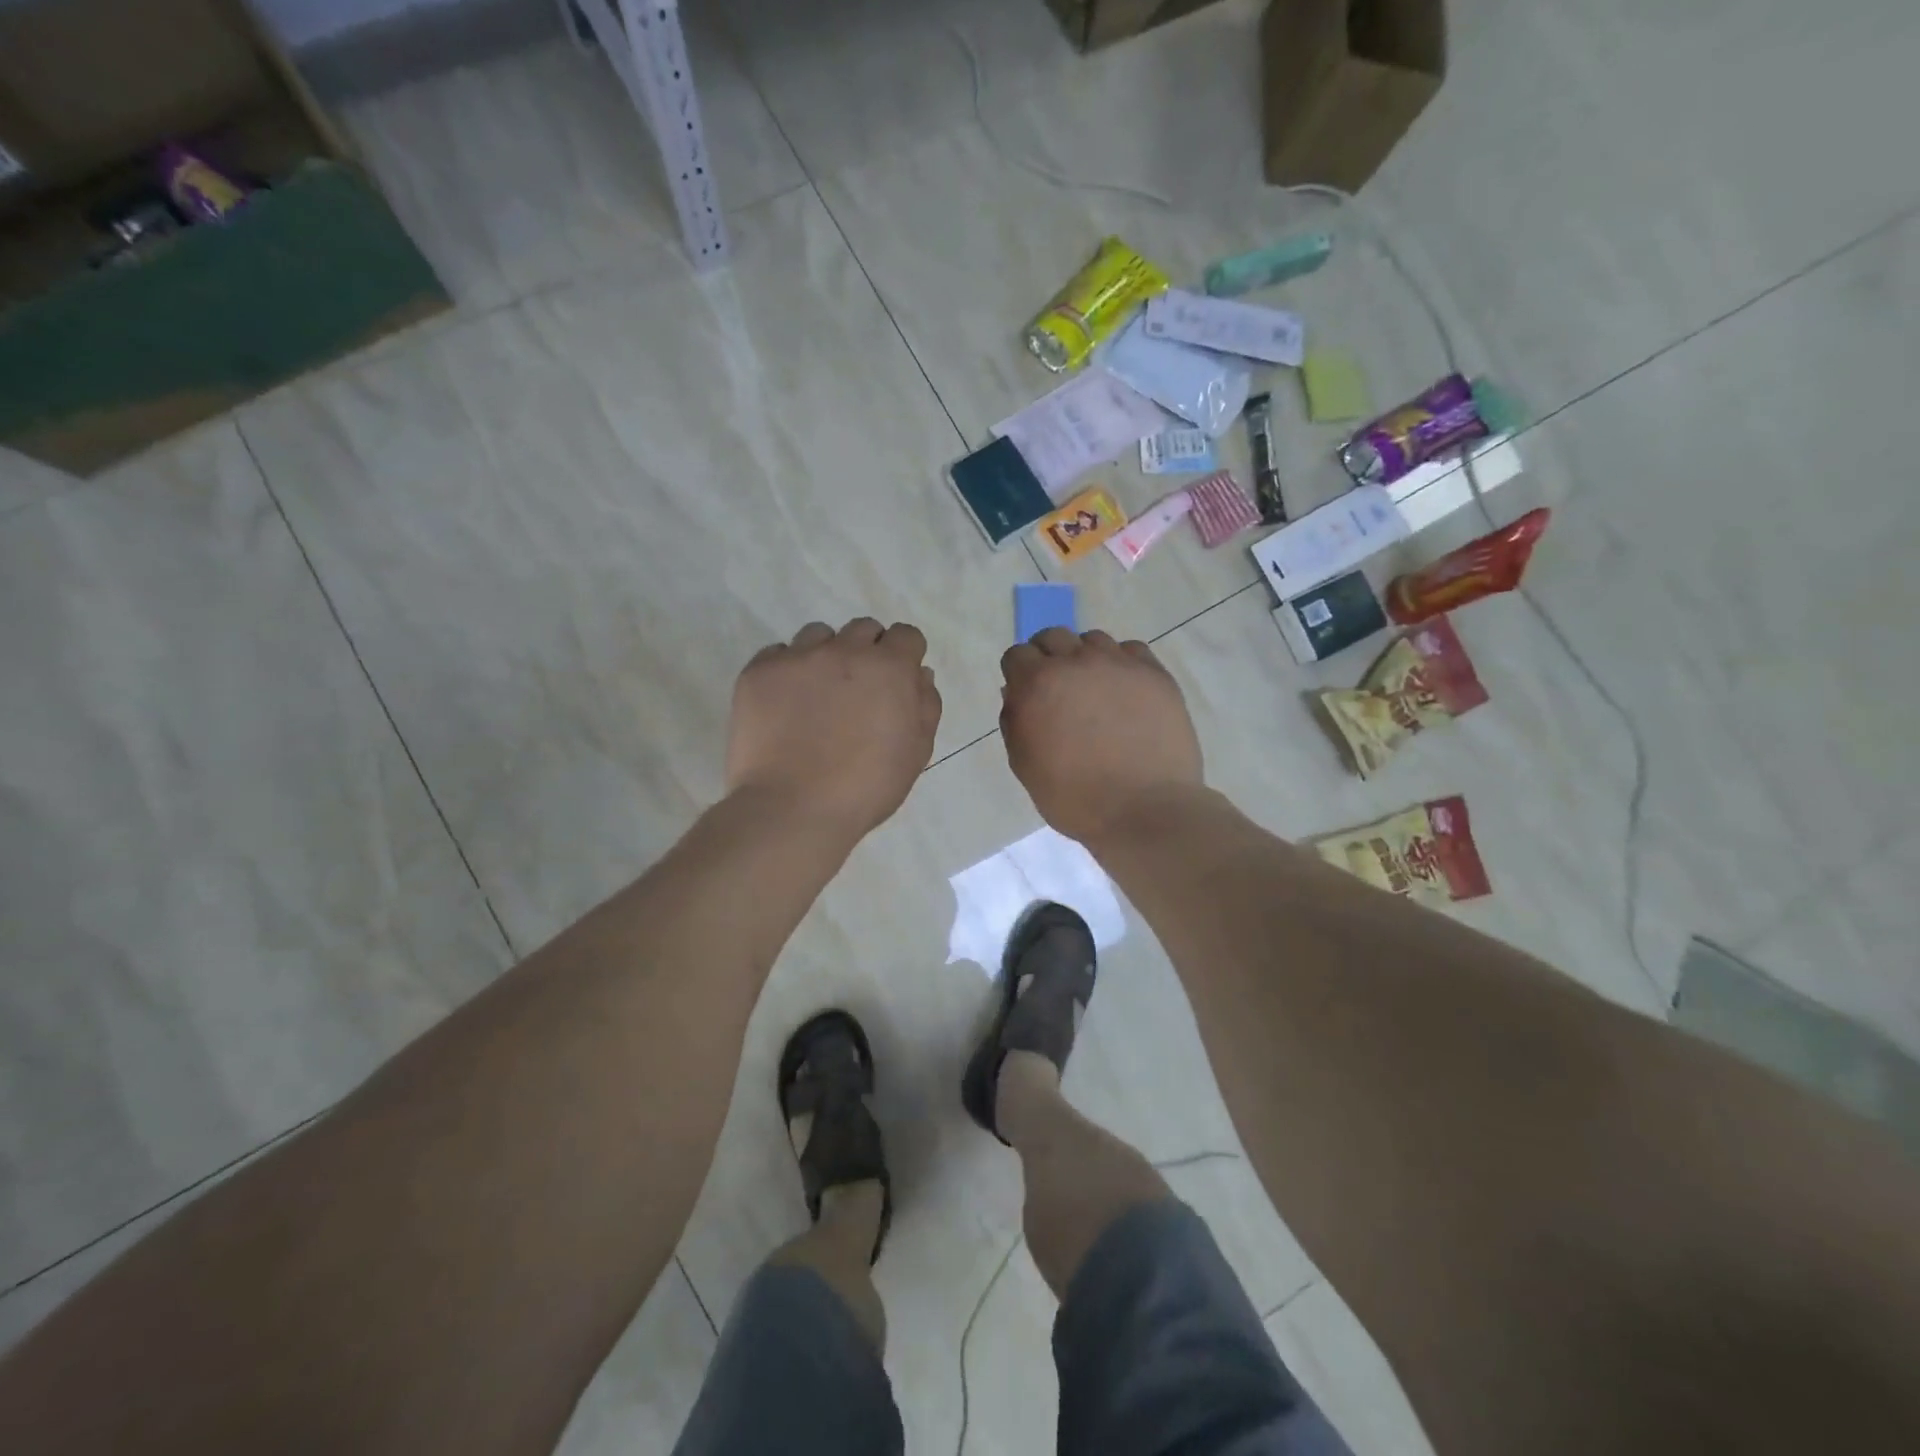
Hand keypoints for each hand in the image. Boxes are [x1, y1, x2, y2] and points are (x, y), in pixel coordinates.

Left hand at [727, 619, 941, 838]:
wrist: (792, 809)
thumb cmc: (865, 788)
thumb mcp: (916, 753)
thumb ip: (925, 707)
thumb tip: (920, 675)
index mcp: (889, 668)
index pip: (907, 636)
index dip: (905, 657)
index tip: (896, 683)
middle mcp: (845, 650)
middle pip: (864, 630)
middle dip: (867, 653)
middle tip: (858, 694)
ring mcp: (798, 657)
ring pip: (819, 635)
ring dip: (826, 656)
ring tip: (817, 696)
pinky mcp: (759, 671)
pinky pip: (778, 654)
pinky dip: (787, 672)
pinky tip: (785, 705)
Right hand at [999, 628, 1203, 844]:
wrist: (1144, 809)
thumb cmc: (1074, 798)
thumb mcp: (1025, 765)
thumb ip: (1015, 722)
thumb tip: (1016, 694)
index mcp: (1037, 684)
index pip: (1017, 655)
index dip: (1019, 674)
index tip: (1028, 695)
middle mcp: (1076, 662)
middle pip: (1053, 637)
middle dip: (1049, 658)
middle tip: (1059, 691)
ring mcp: (1119, 664)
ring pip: (1093, 640)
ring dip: (1086, 659)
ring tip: (1096, 691)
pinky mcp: (1154, 674)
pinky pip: (1132, 651)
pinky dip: (1123, 665)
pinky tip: (1126, 692)